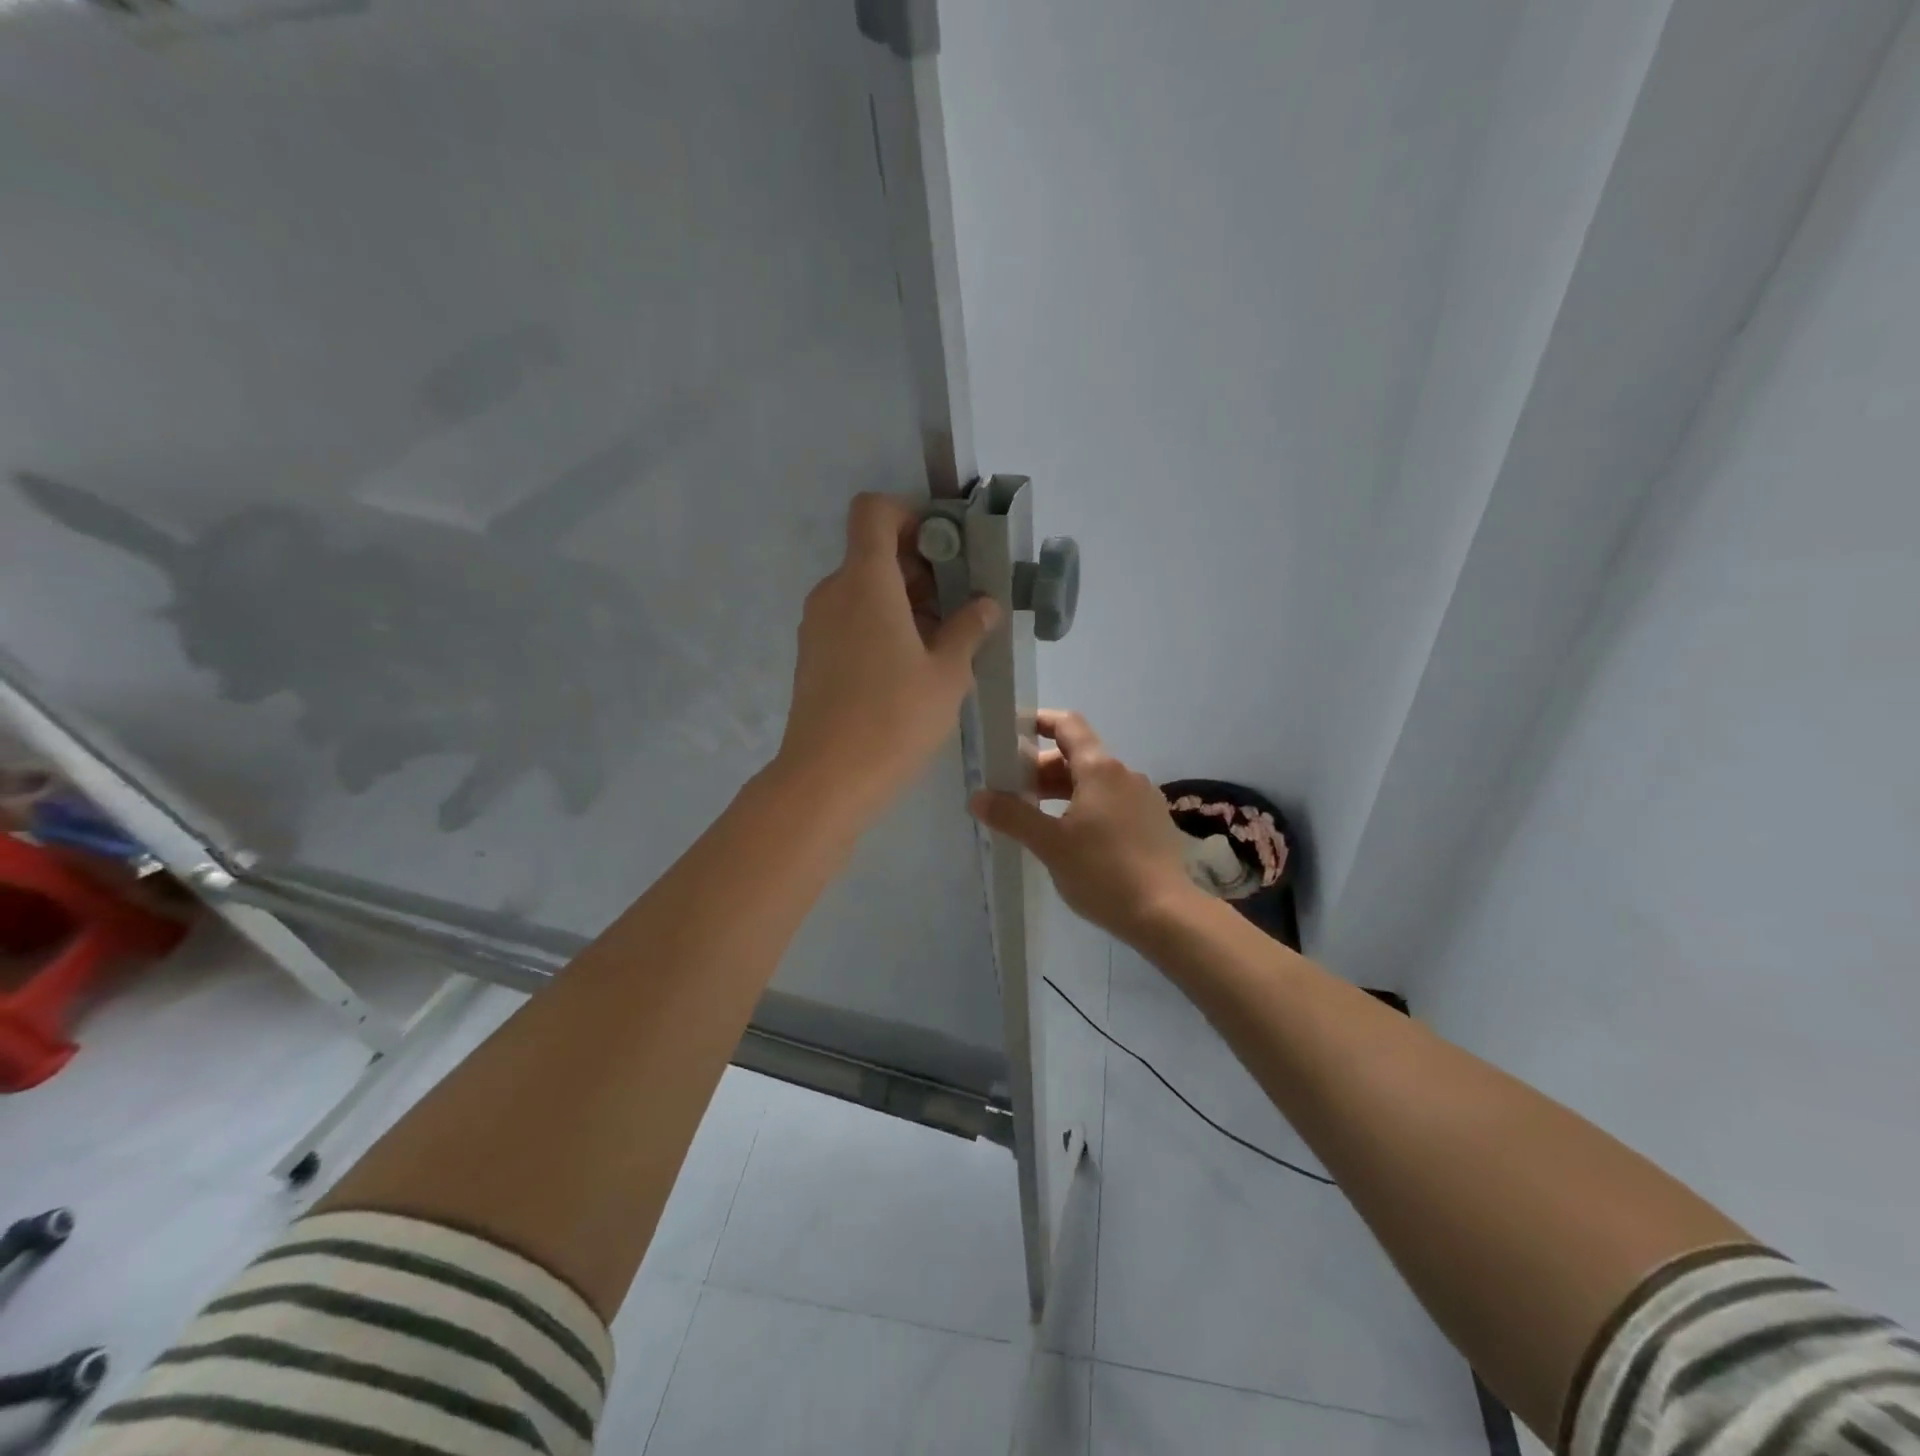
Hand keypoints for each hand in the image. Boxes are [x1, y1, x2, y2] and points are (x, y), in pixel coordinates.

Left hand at [776, 493, 999, 820]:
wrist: (827, 778)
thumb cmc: (894, 719)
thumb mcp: (947, 674)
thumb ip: (969, 628)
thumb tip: (984, 604)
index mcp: (865, 581)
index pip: (874, 511)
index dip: (910, 515)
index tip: (946, 548)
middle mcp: (834, 592)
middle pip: (874, 553)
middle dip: (921, 567)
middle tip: (961, 603)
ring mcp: (817, 624)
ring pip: (864, 590)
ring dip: (905, 601)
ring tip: (945, 641)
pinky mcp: (813, 655)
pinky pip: (851, 619)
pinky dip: (882, 624)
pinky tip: (913, 666)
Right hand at [969, 710, 1199, 942]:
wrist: (1165, 914)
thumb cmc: (1103, 872)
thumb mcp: (1050, 845)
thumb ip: (1012, 816)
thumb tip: (978, 796)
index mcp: (1100, 769)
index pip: (1068, 725)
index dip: (1039, 722)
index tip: (1011, 735)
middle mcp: (1125, 774)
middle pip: (1078, 756)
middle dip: (1043, 769)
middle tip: (1013, 792)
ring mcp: (1144, 798)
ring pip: (1096, 782)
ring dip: (1064, 791)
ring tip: (1038, 817)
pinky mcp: (1153, 823)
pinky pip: (1113, 802)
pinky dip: (1087, 807)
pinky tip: (1074, 838)